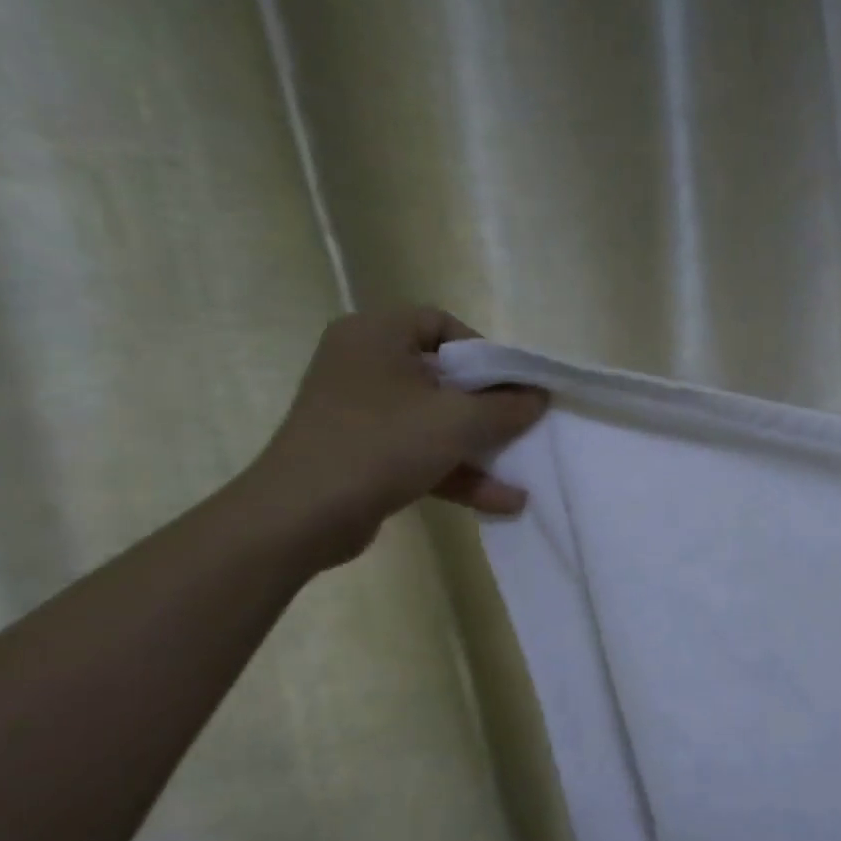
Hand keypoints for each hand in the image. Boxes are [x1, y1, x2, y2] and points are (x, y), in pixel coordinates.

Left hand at [242, 308, 545, 569]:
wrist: (301, 516)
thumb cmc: (382, 445)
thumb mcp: (458, 422)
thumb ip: (507, 407)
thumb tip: (539, 396)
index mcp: (377, 335)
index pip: (441, 324)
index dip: (484, 353)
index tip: (510, 386)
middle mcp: (364, 364)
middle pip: (443, 376)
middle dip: (488, 408)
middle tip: (521, 426)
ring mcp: (360, 411)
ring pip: (434, 419)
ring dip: (479, 448)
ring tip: (522, 472)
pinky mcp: (362, 452)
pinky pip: (419, 451)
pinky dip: (457, 471)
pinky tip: (502, 500)